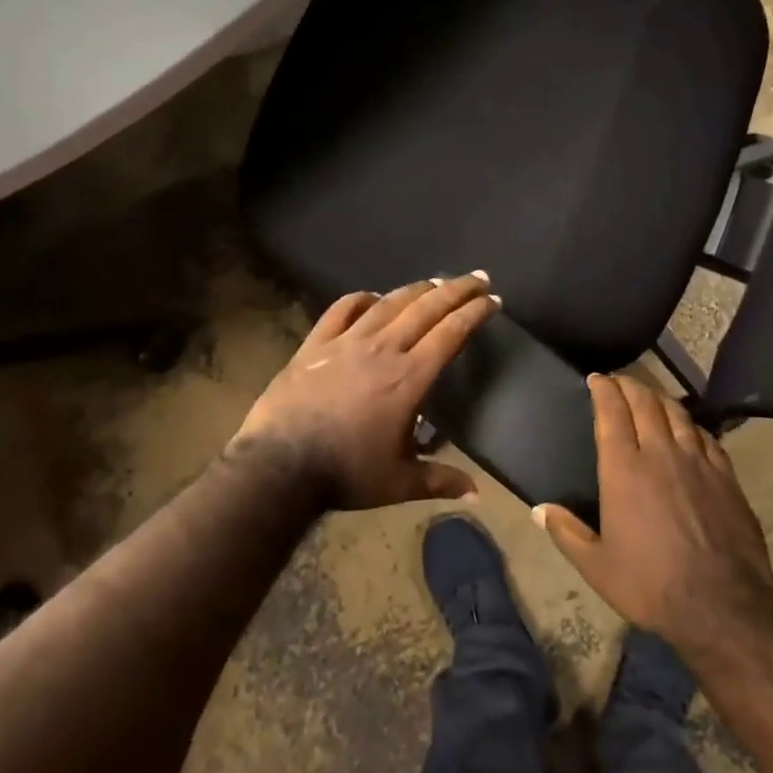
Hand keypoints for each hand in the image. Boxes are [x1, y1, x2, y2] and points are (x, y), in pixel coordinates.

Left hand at [229, 274, 498, 509]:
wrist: (279, 466)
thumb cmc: (346, 473)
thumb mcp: (400, 482)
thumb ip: (440, 481)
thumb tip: (477, 495)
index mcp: (410, 378)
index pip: (451, 334)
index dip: (474, 313)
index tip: (493, 299)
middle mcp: (383, 350)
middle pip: (426, 308)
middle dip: (456, 290)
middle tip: (477, 277)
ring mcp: (346, 343)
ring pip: (388, 304)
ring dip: (416, 289)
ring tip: (435, 281)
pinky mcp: (315, 345)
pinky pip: (341, 310)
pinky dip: (360, 299)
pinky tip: (372, 296)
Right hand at [534, 374, 772, 652]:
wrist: (721, 605)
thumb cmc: (650, 584)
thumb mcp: (596, 566)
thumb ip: (566, 532)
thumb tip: (539, 510)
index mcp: (624, 469)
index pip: (612, 413)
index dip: (603, 390)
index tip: (596, 379)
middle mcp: (661, 454)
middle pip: (646, 403)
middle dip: (630, 385)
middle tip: (619, 381)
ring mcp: (698, 462)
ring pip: (678, 414)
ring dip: (660, 398)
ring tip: (650, 396)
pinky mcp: (727, 476)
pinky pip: (706, 437)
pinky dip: (691, 425)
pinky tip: (688, 430)